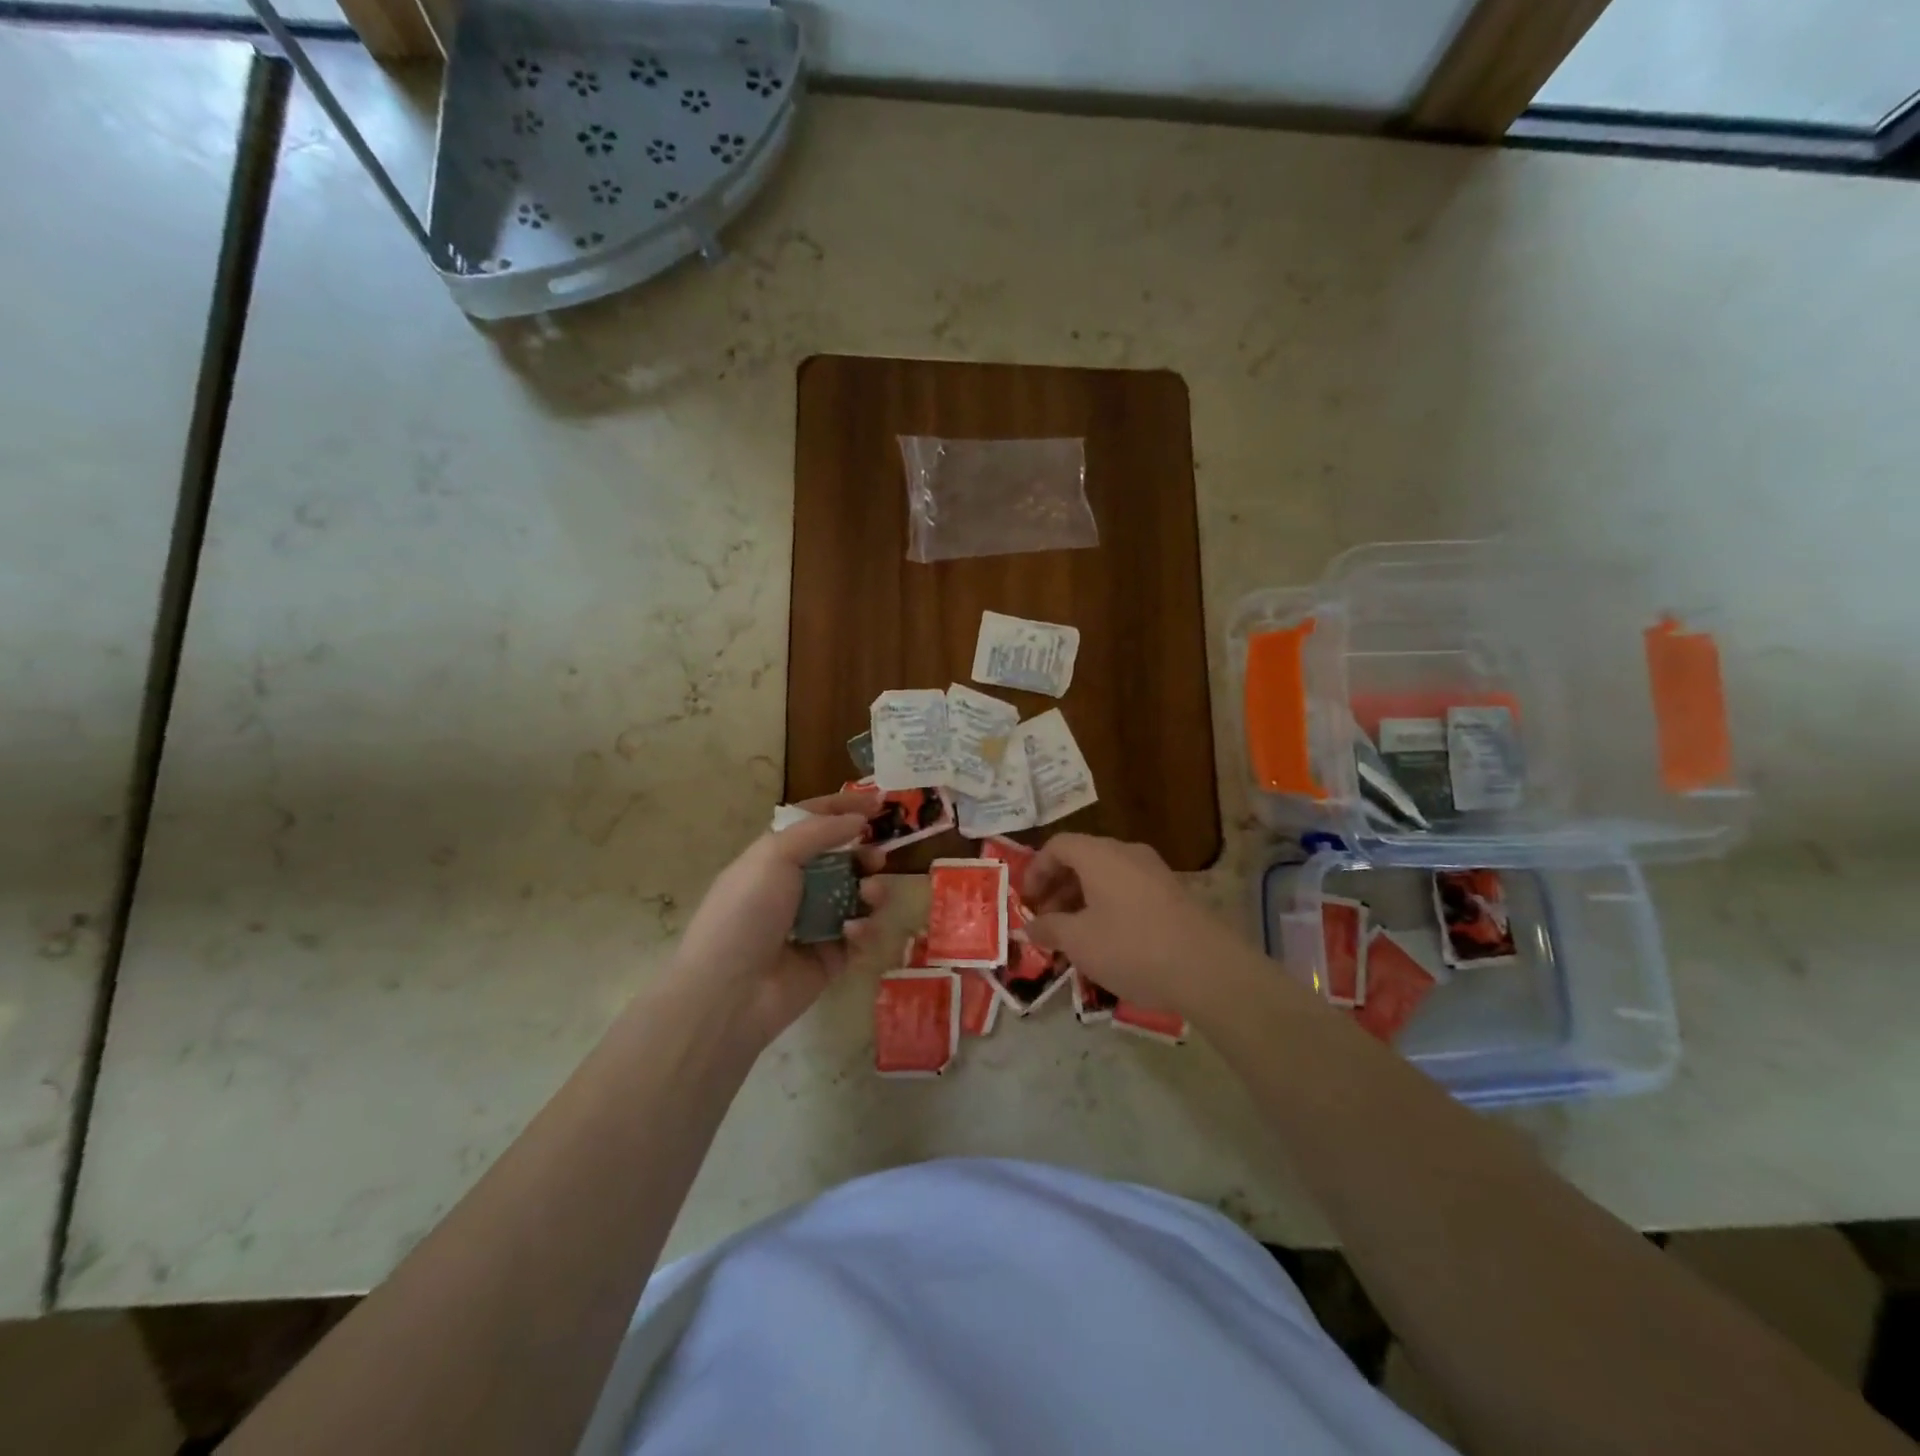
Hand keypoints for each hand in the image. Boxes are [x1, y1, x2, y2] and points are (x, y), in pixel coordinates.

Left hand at [669, 790, 887, 1047]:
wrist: (730, 992)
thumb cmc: (746, 912)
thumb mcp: (774, 855)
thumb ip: (820, 831)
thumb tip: (857, 820)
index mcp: (774, 857)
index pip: (814, 823)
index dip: (844, 808)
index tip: (880, 802)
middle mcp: (795, 887)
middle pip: (842, 860)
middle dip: (864, 855)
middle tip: (878, 858)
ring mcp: (814, 924)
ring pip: (857, 897)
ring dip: (871, 891)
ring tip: (870, 895)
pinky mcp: (831, 958)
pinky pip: (859, 935)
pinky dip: (863, 929)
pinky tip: (852, 932)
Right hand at [1023, 833, 1252, 1019]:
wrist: (1206, 968)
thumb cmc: (1131, 947)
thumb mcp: (1079, 941)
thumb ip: (1049, 928)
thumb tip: (1029, 926)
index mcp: (1100, 855)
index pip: (1058, 845)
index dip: (1036, 870)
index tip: (1026, 900)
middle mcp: (1127, 853)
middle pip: (1082, 858)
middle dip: (1058, 887)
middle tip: (1045, 919)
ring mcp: (1154, 871)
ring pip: (1107, 875)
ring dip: (1082, 898)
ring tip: (1072, 934)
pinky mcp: (1173, 893)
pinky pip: (1128, 889)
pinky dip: (1108, 905)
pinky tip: (1106, 940)